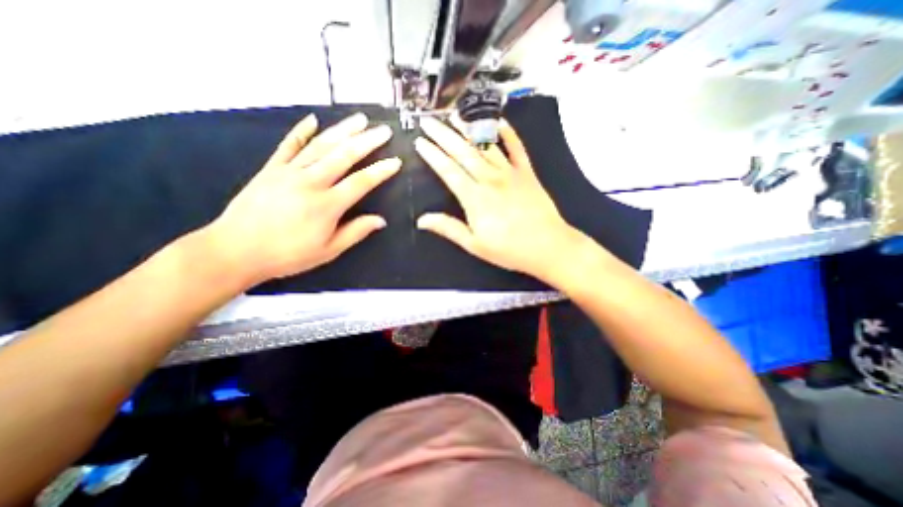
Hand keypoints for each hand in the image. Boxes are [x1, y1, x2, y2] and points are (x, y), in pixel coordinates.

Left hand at [209, 111, 402, 285]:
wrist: (235, 250)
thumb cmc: (288, 254)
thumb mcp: (328, 251)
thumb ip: (355, 232)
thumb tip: (380, 220)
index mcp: (327, 205)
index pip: (361, 182)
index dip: (380, 171)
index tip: (395, 161)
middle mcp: (310, 182)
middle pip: (344, 156)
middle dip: (367, 141)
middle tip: (383, 130)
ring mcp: (289, 172)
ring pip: (321, 145)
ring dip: (343, 130)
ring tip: (360, 119)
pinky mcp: (271, 169)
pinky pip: (288, 145)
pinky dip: (301, 131)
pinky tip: (313, 120)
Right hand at [414, 115, 582, 279]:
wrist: (548, 246)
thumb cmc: (509, 249)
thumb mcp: (475, 244)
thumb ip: (449, 229)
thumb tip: (421, 220)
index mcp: (475, 198)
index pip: (448, 171)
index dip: (432, 155)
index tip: (420, 142)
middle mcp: (490, 179)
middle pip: (463, 152)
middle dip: (443, 135)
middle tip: (428, 121)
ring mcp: (510, 173)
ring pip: (485, 146)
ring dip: (469, 129)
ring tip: (454, 115)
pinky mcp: (527, 173)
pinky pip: (517, 148)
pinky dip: (509, 134)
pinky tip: (499, 122)